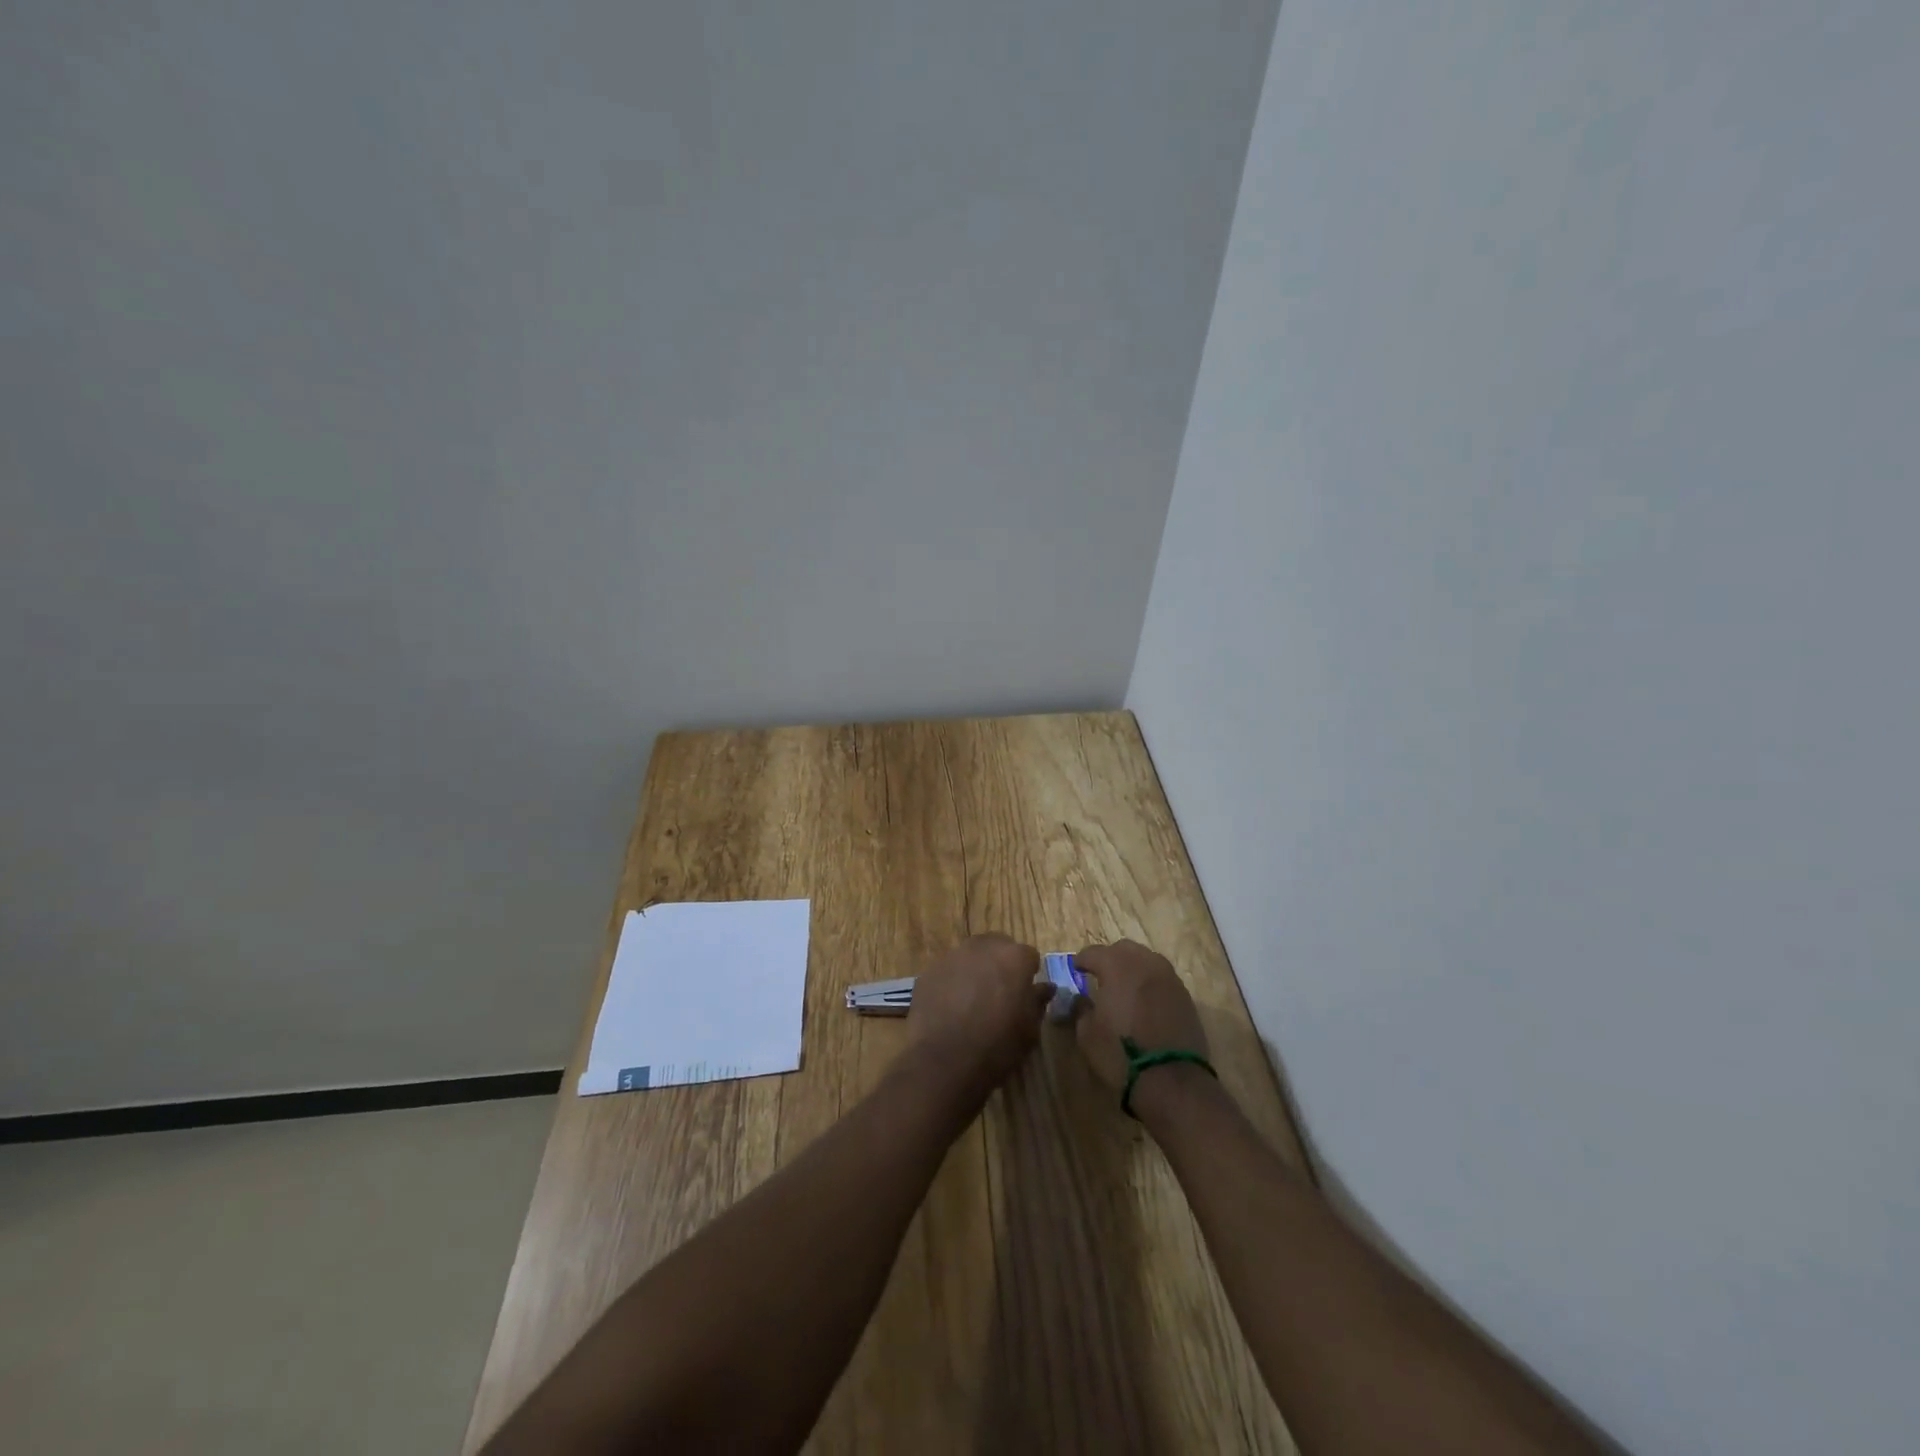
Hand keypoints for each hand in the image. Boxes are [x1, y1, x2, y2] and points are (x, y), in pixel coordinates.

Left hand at [906, 934, 1050, 1097]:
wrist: (944, 1061)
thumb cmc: (997, 1046)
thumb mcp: (1029, 1029)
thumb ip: (1037, 1001)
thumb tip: (1045, 988)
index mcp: (1014, 957)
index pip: (1029, 956)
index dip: (1028, 975)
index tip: (1024, 994)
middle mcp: (983, 947)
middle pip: (997, 946)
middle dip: (1001, 964)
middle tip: (999, 993)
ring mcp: (952, 956)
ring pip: (970, 955)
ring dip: (976, 970)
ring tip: (973, 1000)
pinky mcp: (929, 971)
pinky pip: (948, 970)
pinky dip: (953, 981)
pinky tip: (951, 1007)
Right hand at [1072, 940, 1209, 1094]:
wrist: (1172, 1081)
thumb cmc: (1121, 1055)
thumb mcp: (1087, 1034)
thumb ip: (1081, 1009)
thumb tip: (1081, 999)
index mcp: (1117, 967)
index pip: (1094, 952)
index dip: (1082, 960)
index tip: (1076, 969)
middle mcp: (1145, 963)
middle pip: (1124, 949)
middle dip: (1109, 958)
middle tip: (1100, 975)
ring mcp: (1169, 978)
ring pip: (1147, 960)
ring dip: (1132, 967)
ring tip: (1124, 987)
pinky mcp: (1185, 996)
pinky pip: (1162, 978)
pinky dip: (1150, 982)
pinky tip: (1144, 1001)